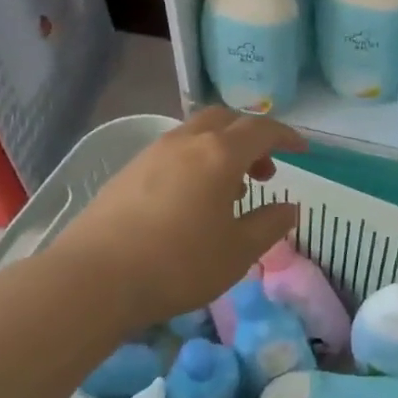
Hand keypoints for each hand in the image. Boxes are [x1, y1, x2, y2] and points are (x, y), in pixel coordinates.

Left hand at [47, 108, 306, 329]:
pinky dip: (195, 160)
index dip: (286, 136)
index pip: (262, 130)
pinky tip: (191, 199)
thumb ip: (269, 225)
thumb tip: (290, 208)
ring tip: (229, 189)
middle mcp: (186, 142)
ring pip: (197, 133)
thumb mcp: (237, 252)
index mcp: (219, 154)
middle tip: (265, 171)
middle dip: (252, 138)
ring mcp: (153, 153)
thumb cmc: (178, 264)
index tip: (302, 149)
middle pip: (226, 120)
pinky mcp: (128, 171)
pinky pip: (174, 151)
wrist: (94, 278)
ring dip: (222, 149)